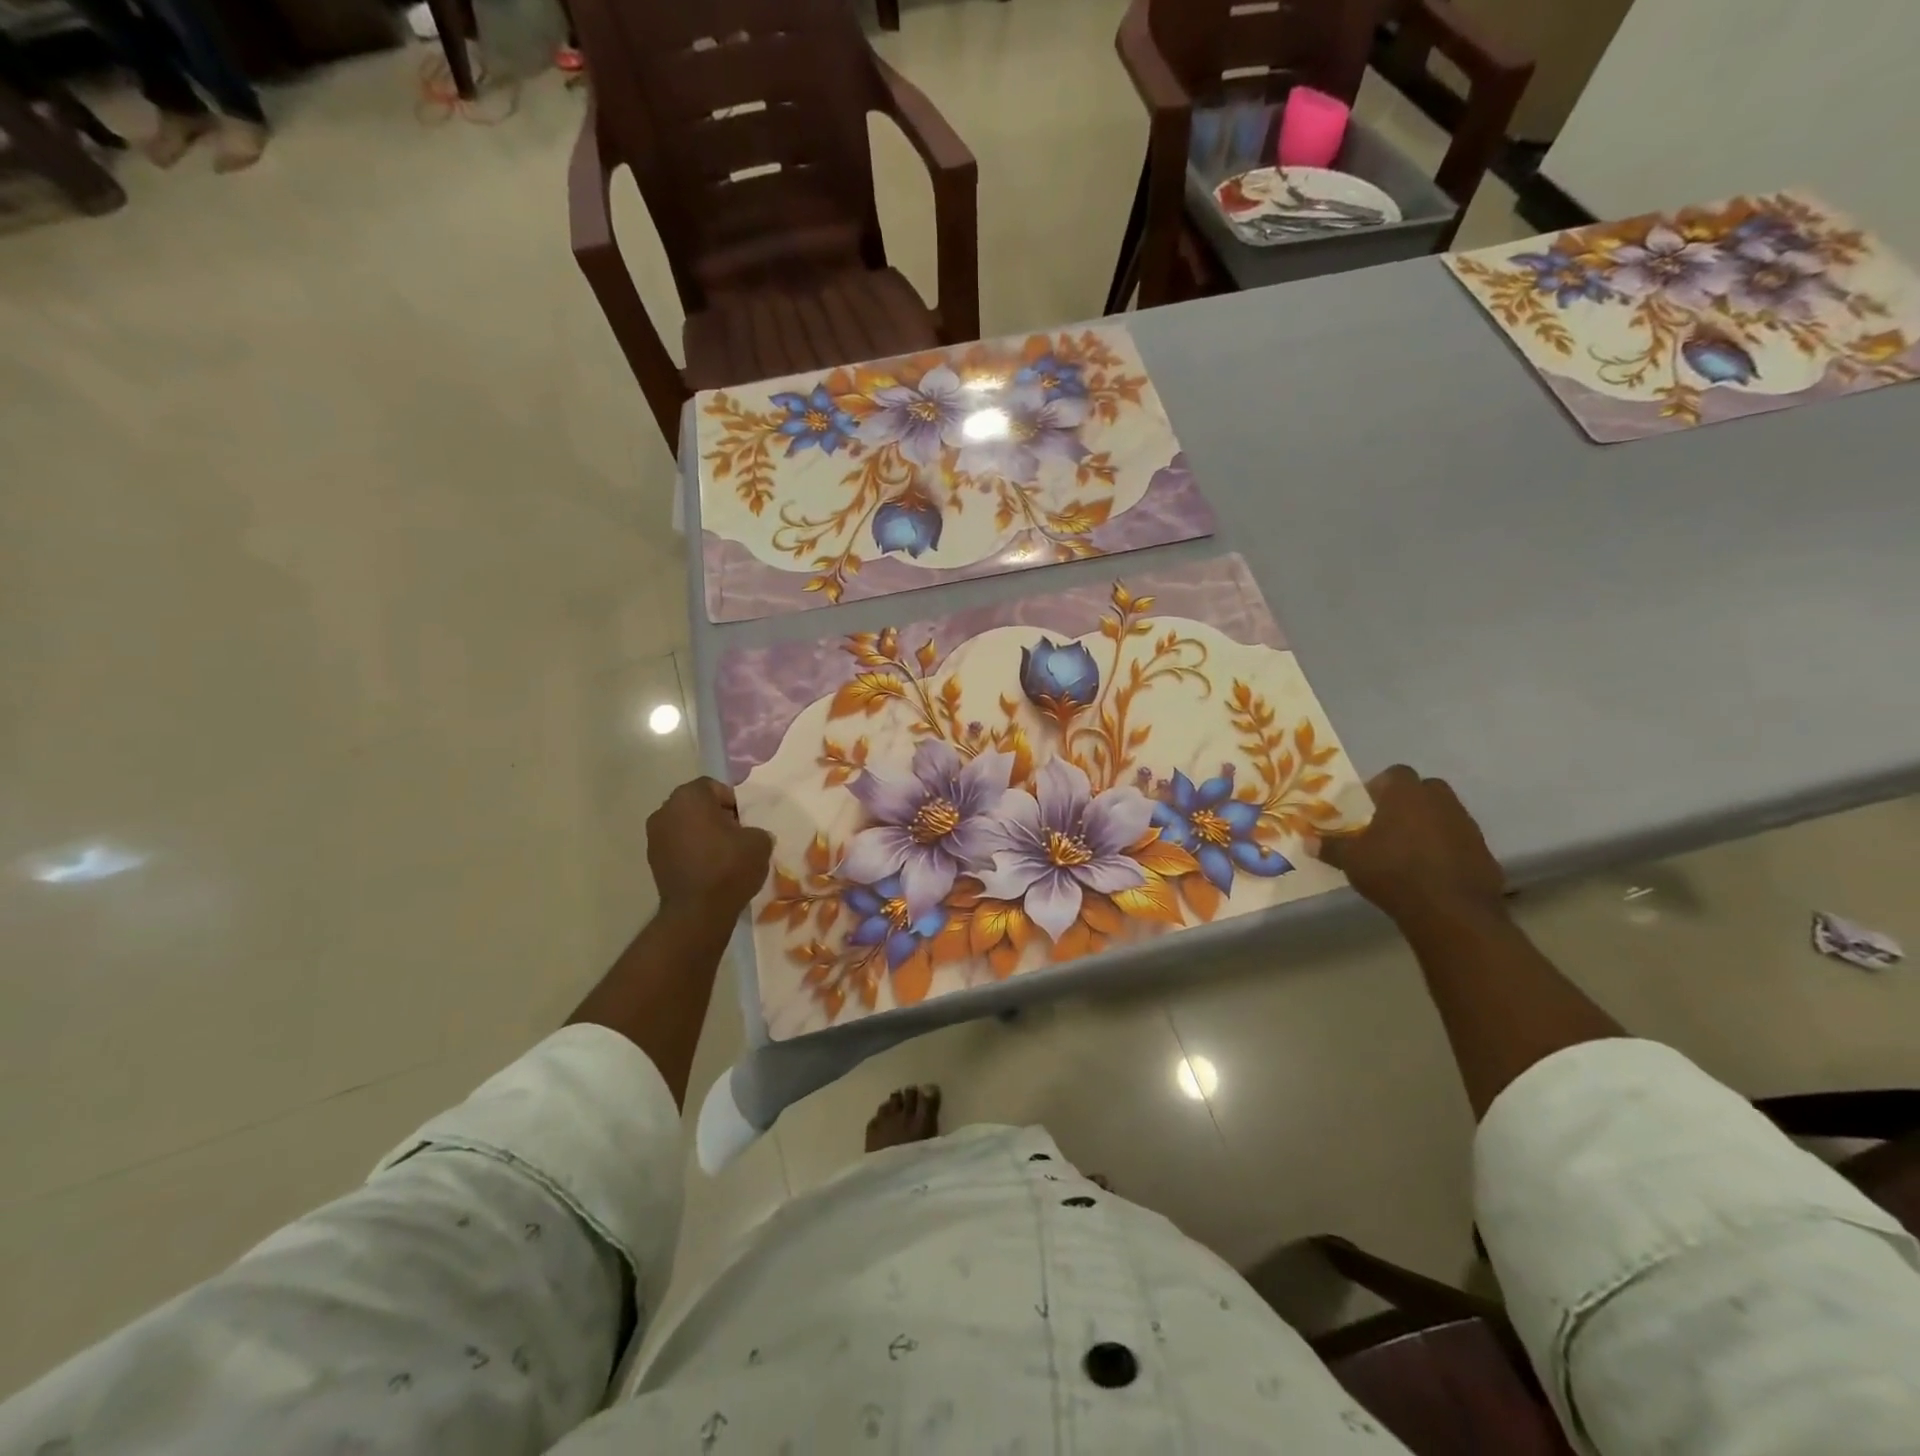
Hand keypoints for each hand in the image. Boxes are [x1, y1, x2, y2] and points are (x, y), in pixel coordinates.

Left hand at [647, 778, 773, 920]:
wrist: (698, 912)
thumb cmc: (729, 866)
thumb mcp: (759, 841)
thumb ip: (755, 829)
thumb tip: (749, 835)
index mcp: (689, 796)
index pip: (714, 787)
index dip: (733, 802)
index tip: (746, 821)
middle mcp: (665, 810)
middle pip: (696, 805)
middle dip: (715, 816)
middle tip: (736, 836)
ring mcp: (654, 837)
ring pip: (685, 826)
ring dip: (702, 835)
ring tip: (723, 855)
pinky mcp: (653, 861)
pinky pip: (678, 847)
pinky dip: (691, 852)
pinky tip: (708, 869)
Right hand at [1318, 766, 1504, 925]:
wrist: (1451, 911)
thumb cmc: (1393, 872)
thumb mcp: (1351, 860)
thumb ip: (1330, 847)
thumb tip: (1306, 841)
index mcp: (1406, 795)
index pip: (1395, 773)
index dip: (1381, 786)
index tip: (1368, 806)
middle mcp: (1440, 802)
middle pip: (1425, 789)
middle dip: (1409, 802)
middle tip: (1389, 824)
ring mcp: (1467, 826)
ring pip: (1445, 814)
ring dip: (1430, 825)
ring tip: (1409, 850)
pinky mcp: (1484, 852)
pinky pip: (1461, 841)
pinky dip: (1448, 849)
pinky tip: (1432, 871)